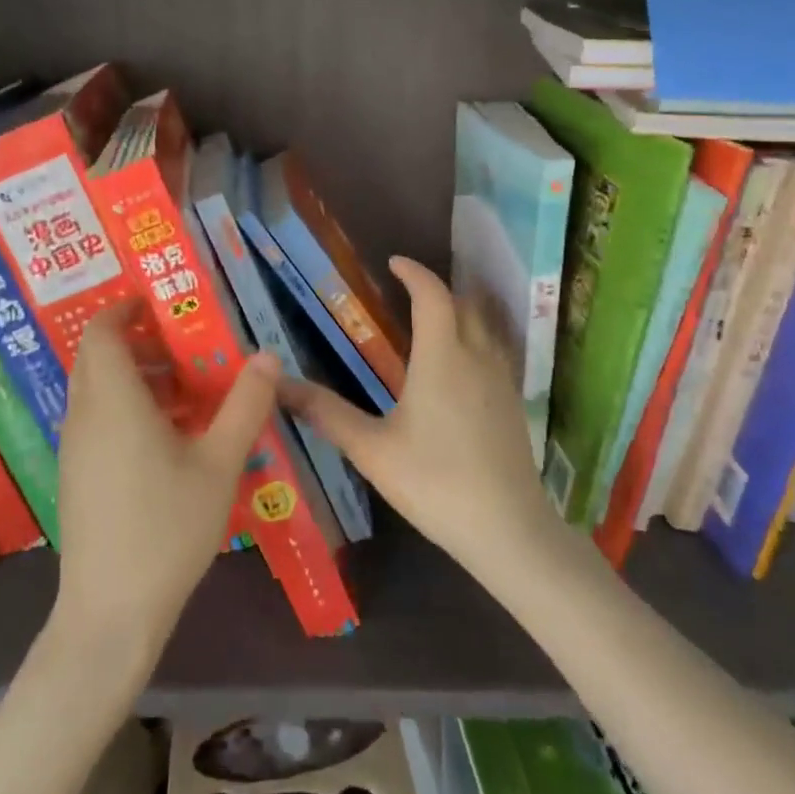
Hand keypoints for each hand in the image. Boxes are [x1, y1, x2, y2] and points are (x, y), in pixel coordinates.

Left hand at [52, 304, 281, 662]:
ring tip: (188, 392)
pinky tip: (169, 439)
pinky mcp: (76, 476)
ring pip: (98, 391)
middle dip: (138, 343)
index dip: (125, 309)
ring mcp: (75, 448)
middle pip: (98, 358)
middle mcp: (84, 415)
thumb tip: (267, 356)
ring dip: (136, 378)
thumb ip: (245, 405)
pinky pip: (97, 420)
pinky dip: (127, 409)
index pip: (102, 332)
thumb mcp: (219, 463)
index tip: (159, 303)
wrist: (110, 613)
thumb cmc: (167, 528)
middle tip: (186, 345)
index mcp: (113, 400)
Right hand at [281, 258, 561, 580]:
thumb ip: (326, 413)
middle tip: (408, 291)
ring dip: (461, 311)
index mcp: (442, 357)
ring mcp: (502, 380)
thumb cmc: (434, 482)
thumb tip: (280, 384)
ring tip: (432, 320)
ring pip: (485, 327)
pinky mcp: (514, 404)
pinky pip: (495, 351)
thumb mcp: (371, 449)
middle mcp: (476, 357)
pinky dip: (475, 339)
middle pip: (465, 303)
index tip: (394, 263)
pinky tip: (458, 367)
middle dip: (438, 289)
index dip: (414, 273)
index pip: (432, 295)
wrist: (508, 531)